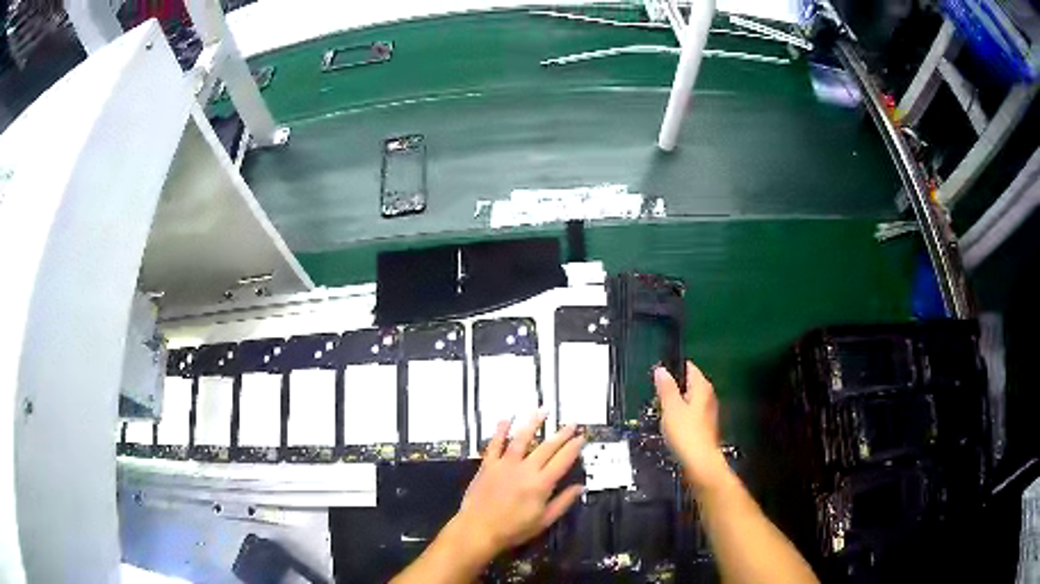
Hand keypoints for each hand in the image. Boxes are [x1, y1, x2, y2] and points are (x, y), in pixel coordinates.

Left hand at [454, 411, 585, 557]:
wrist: (478, 529)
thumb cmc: (513, 529)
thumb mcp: (544, 521)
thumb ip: (563, 502)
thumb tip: (580, 487)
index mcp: (541, 484)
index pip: (563, 461)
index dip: (574, 447)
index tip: (582, 437)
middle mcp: (525, 469)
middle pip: (547, 447)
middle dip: (561, 434)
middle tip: (571, 423)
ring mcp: (505, 464)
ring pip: (521, 439)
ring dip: (533, 423)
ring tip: (542, 411)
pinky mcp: (488, 464)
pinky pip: (495, 444)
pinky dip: (500, 430)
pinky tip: (506, 419)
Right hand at [655, 362, 731, 491]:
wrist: (700, 462)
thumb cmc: (685, 433)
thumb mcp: (670, 407)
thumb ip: (666, 387)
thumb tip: (661, 370)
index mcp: (701, 387)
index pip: (688, 367)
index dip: (673, 368)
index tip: (658, 375)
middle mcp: (708, 396)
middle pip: (689, 383)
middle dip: (673, 387)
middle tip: (657, 395)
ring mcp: (708, 411)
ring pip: (689, 399)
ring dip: (676, 403)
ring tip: (662, 411)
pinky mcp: (705, 426)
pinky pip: (691, 413)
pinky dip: (681, 416)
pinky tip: (671, 426)